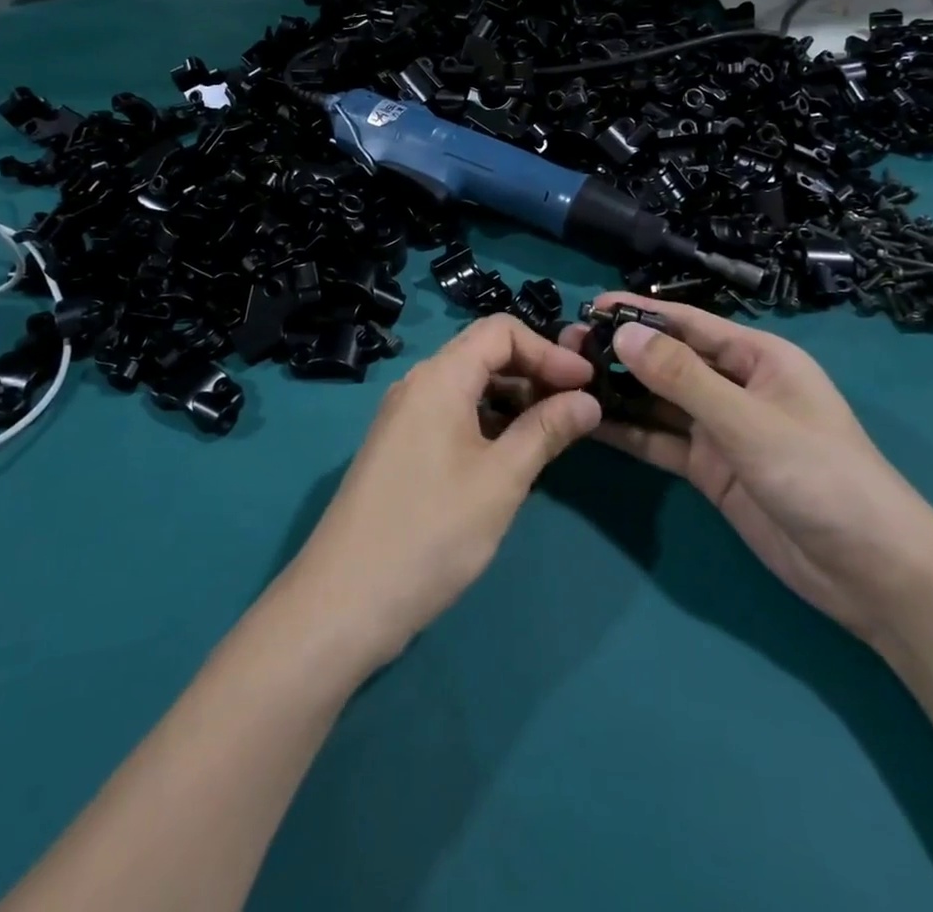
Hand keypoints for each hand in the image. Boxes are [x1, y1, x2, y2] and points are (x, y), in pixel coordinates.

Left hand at [285, 315, 600, 671]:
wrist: (344, 601)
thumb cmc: (431, 532)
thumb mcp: (501, 480)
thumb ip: (546, 431)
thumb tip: (588, 400)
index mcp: (439, 378)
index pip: (500, 331)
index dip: (548, 350)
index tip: (587, 384)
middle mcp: (417, 385)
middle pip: (483, 354)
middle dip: (534, 371)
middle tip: (577, 406)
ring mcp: (404, 417)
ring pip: (468, 386)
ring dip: (513, 398)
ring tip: (553, 431)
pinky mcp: (400, 447)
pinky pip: (452, 414)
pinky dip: (488, 421)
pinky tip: (513, 454)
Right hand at [563, 294, 932, 646]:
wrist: (873, 574)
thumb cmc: (822, 476)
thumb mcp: (749, 421)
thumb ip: (683, 378)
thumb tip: (623, 333)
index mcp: (758, 358)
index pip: (689, 324)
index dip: (640, 312)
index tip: (589, 306)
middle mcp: (735, 386)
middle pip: (669, 360)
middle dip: (622, 352)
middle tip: (566, 349)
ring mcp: (721, 430)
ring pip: (659, 401)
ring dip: (619, 391)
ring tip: (567, 381)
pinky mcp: (711, 469)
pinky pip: (661, 440)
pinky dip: (629, 432)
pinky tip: (590, 424)